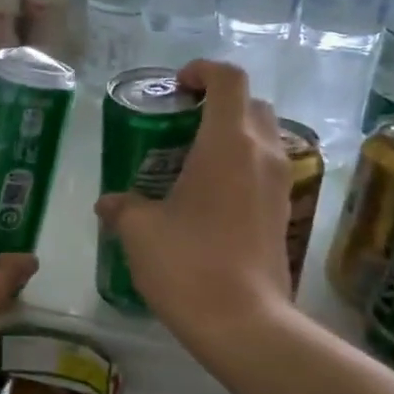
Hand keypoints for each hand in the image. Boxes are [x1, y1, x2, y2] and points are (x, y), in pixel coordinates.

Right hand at [94, 60, 294, 344]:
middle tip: (182, 125)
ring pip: (263, 137)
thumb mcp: (139, 231)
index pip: (228, 79)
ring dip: (233, 135)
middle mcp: (262, 153)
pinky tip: (211, 198)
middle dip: (219, 103)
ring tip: (194, 162)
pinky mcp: (285, 213)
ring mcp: (281, 184)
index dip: (202, 71)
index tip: (176, 87)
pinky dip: (242, 167)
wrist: (242, 322)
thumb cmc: (187, 263)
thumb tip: (107, 203)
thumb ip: (122, 207)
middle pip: (251, 104)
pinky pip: (266, 170)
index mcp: (228, 142)